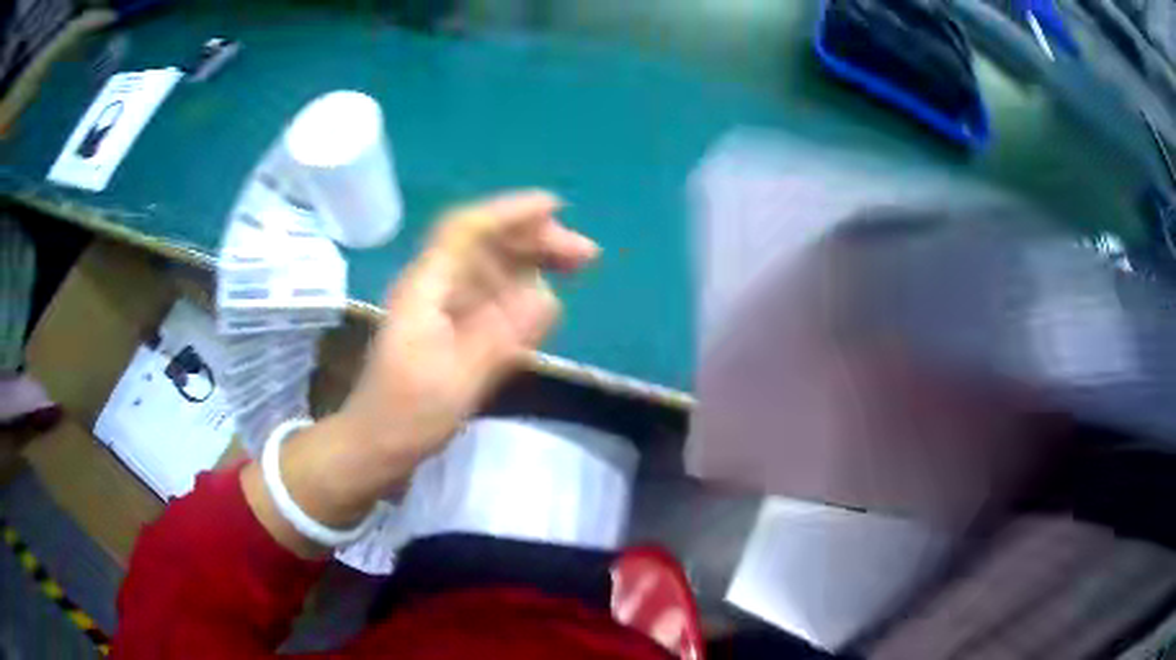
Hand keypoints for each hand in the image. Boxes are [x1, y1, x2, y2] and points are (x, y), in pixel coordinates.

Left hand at [342, 189, 598, 465]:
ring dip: (533, 259)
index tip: (556, 208)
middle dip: (533, 237)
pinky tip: (546, 297)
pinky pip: (492, 294)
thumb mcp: (456, 381)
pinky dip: (521, 289)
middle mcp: (434, 286)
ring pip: (492, 265)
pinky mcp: (452, 326)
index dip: (510, 212)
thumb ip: (501, 338)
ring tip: (577, 265)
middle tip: (584, 253)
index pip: (467, 230)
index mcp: (426, 288)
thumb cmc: (407, 415)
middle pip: (485, 243)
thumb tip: (550, 297)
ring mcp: (443, 305)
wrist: (376, 444)